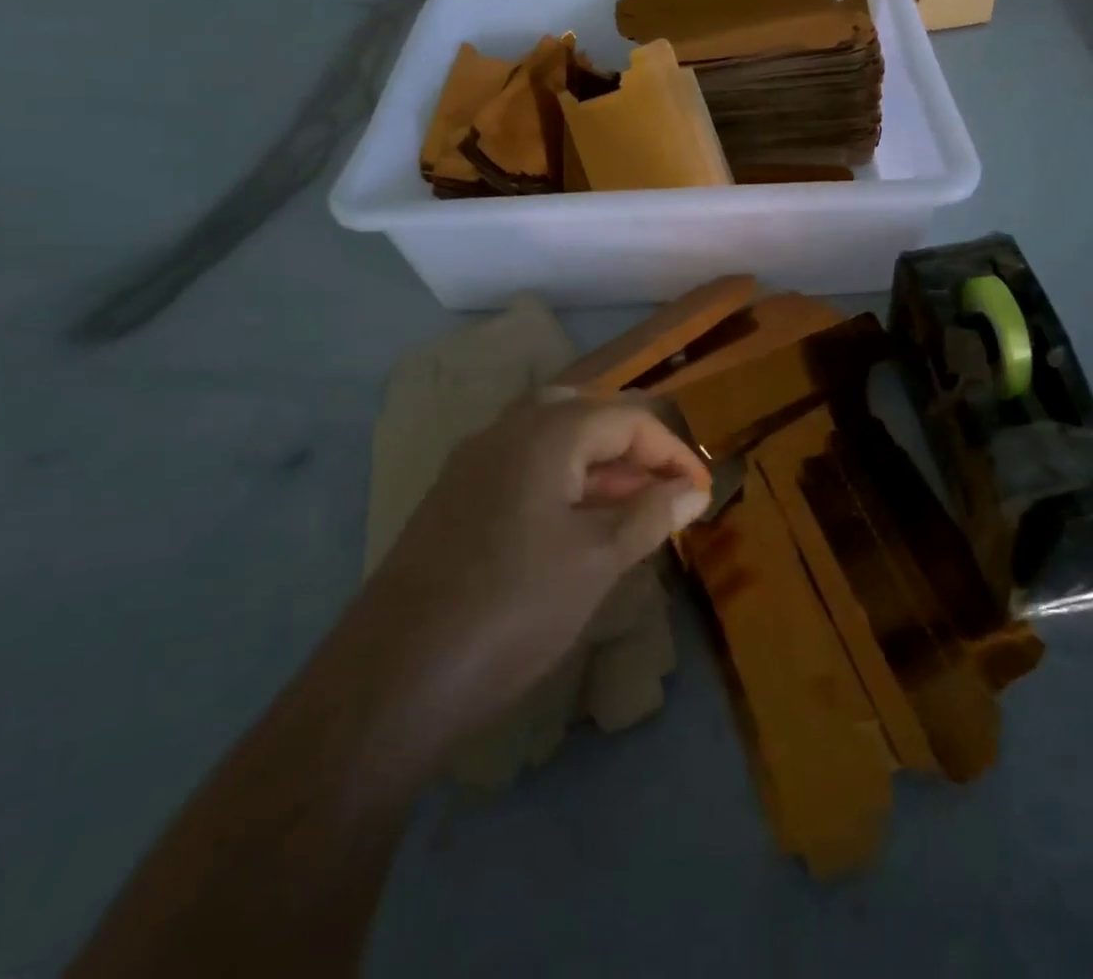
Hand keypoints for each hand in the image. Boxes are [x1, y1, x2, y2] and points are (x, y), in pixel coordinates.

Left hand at [363, 397, 710, 745]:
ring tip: (629, 509)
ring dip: (598, 465)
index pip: (628, 419)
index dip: (672, 452)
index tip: (700, 493)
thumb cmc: (512, 609)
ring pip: (552, 440)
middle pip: (587, 415)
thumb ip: (651, 514)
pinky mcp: (454, 497)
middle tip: (663, 491)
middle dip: (633, 449)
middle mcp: (506, 430)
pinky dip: (560, 482)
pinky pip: (522, 467)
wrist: (392, 677)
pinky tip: (572, 526)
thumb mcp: (597, 561)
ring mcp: (473, 463)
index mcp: (546, 433)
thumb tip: (693, 489)